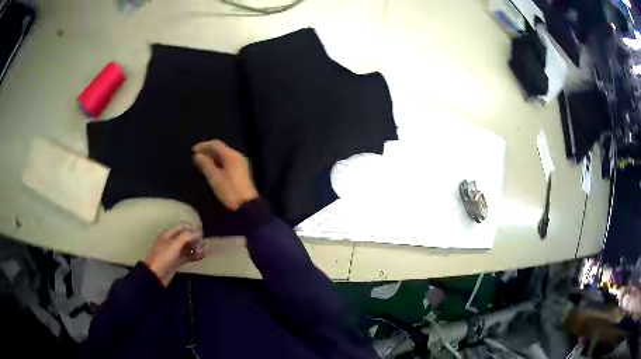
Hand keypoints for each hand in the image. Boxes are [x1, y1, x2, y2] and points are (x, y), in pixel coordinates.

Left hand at [145, 225, 204, 286]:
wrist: (156, 275)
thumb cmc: (163, 258)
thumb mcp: (174, 245)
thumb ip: (186, 237)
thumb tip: (198, 232)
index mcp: (168, 234)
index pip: (182, 227)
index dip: (192, 229)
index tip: (202, 234)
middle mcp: (172, 241)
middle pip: (186, 237)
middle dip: (195, 239)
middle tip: (203, 245)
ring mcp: (174, 252)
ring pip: (187, 247)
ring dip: (195, 248)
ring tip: (203, 252)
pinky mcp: (177, 261)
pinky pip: (187, 256)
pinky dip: (194, 255)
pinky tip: (200, 257)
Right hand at [193, 140, 258, 210]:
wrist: (246, 205)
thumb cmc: (229, 190)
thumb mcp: (214, 177)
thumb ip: (205, 164)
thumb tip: (197, 155)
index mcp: (231, 155)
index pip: (215, 144)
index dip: (203, 145)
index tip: (192, 151)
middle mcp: (237, 155)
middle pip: (220, 148)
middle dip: (207, 150)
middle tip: (196, 156)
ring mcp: (240, 163)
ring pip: (224, 155)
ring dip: (212, 156)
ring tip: (202, 162)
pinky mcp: (241, 171)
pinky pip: (227, 161)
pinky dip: (218, 162)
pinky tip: (212, 168)